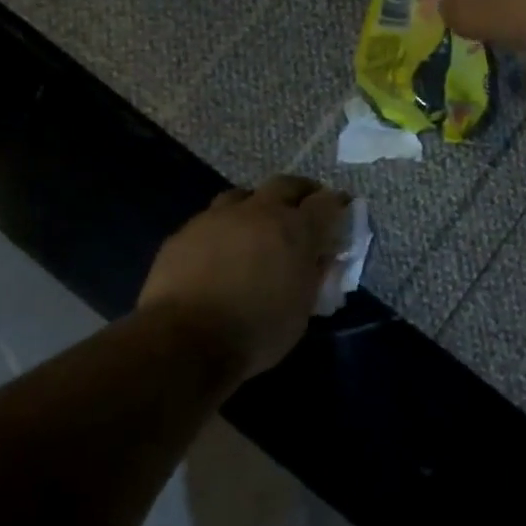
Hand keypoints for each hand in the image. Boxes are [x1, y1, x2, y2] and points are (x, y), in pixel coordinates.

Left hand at [137, 176, 348, 380]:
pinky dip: (224, 228)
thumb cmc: (256, 332)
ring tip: (258, 225)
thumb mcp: (302, 311)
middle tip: (303, 208)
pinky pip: (211, 219)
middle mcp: (259, 212)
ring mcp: (218, 218)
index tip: (341, 211)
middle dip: (299, 192)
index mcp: (296, 230)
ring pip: (244, 195)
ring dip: (257, 205)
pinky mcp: (185, 232)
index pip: (327, 202)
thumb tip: (321, 258)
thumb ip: (314, 276)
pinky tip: (221, 249)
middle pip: (286, 184)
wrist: (184, 341)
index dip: (337, 204)